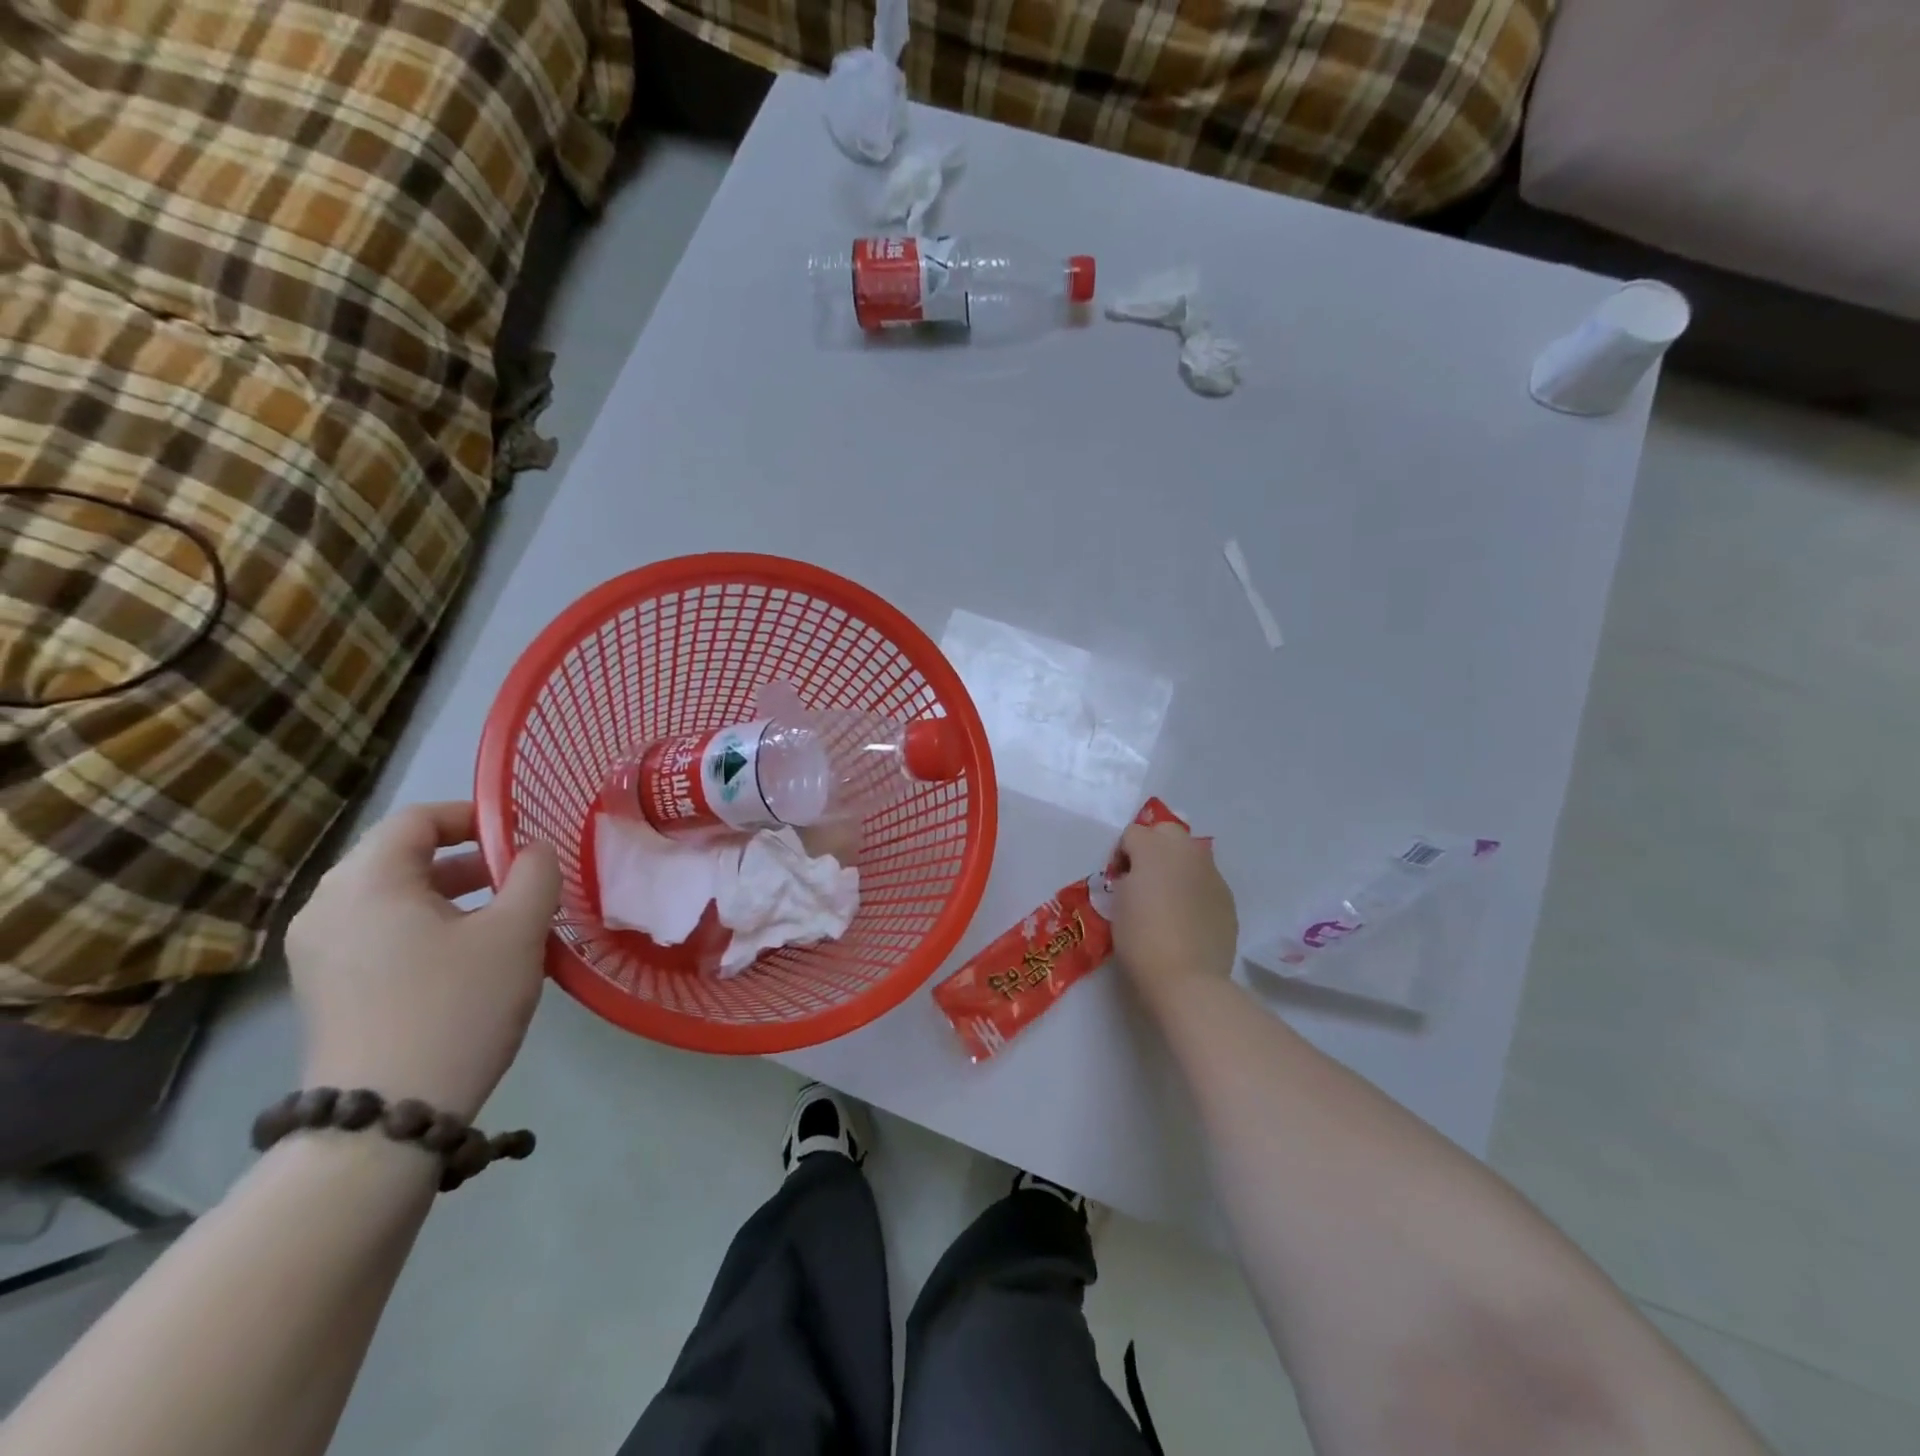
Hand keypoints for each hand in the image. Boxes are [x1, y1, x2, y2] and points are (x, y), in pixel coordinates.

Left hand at [287, 802, 560, 1119]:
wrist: (385, 1118)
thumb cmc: (456, 1007)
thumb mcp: (517, 932)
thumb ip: (535, 875)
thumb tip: (535, 850)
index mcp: (365, 882)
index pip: (417, 818)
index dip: (474, 816)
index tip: (523, 835)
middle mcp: (327, 907)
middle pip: (401, 856)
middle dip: (468, 859)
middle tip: (520, 879)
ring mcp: (318, 952)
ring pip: (393, 897)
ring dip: (451, 895)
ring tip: (504, 919)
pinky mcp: (325, 989)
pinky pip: (380, 933)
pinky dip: (426, 927)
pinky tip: (468, 958)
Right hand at [1110, 821, 1238, 1012]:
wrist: (1187, 978)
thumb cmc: (1141, 939)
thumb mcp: (1118, 903)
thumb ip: (1128, 879)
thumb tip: (1137, 878)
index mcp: (1153, 848)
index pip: (1132, 833)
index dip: (1121, 854)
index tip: (1117, 880)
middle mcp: (1185, 851)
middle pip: (1167, 831)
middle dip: (1153, 846)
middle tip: (1144, 878)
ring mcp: (1211, 873)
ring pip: (1190, 855)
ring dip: (1176, 866)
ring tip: (1168, 897)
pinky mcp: (1227, 896)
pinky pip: (1206, 881)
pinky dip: (1194, 889)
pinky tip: (1188, 917)